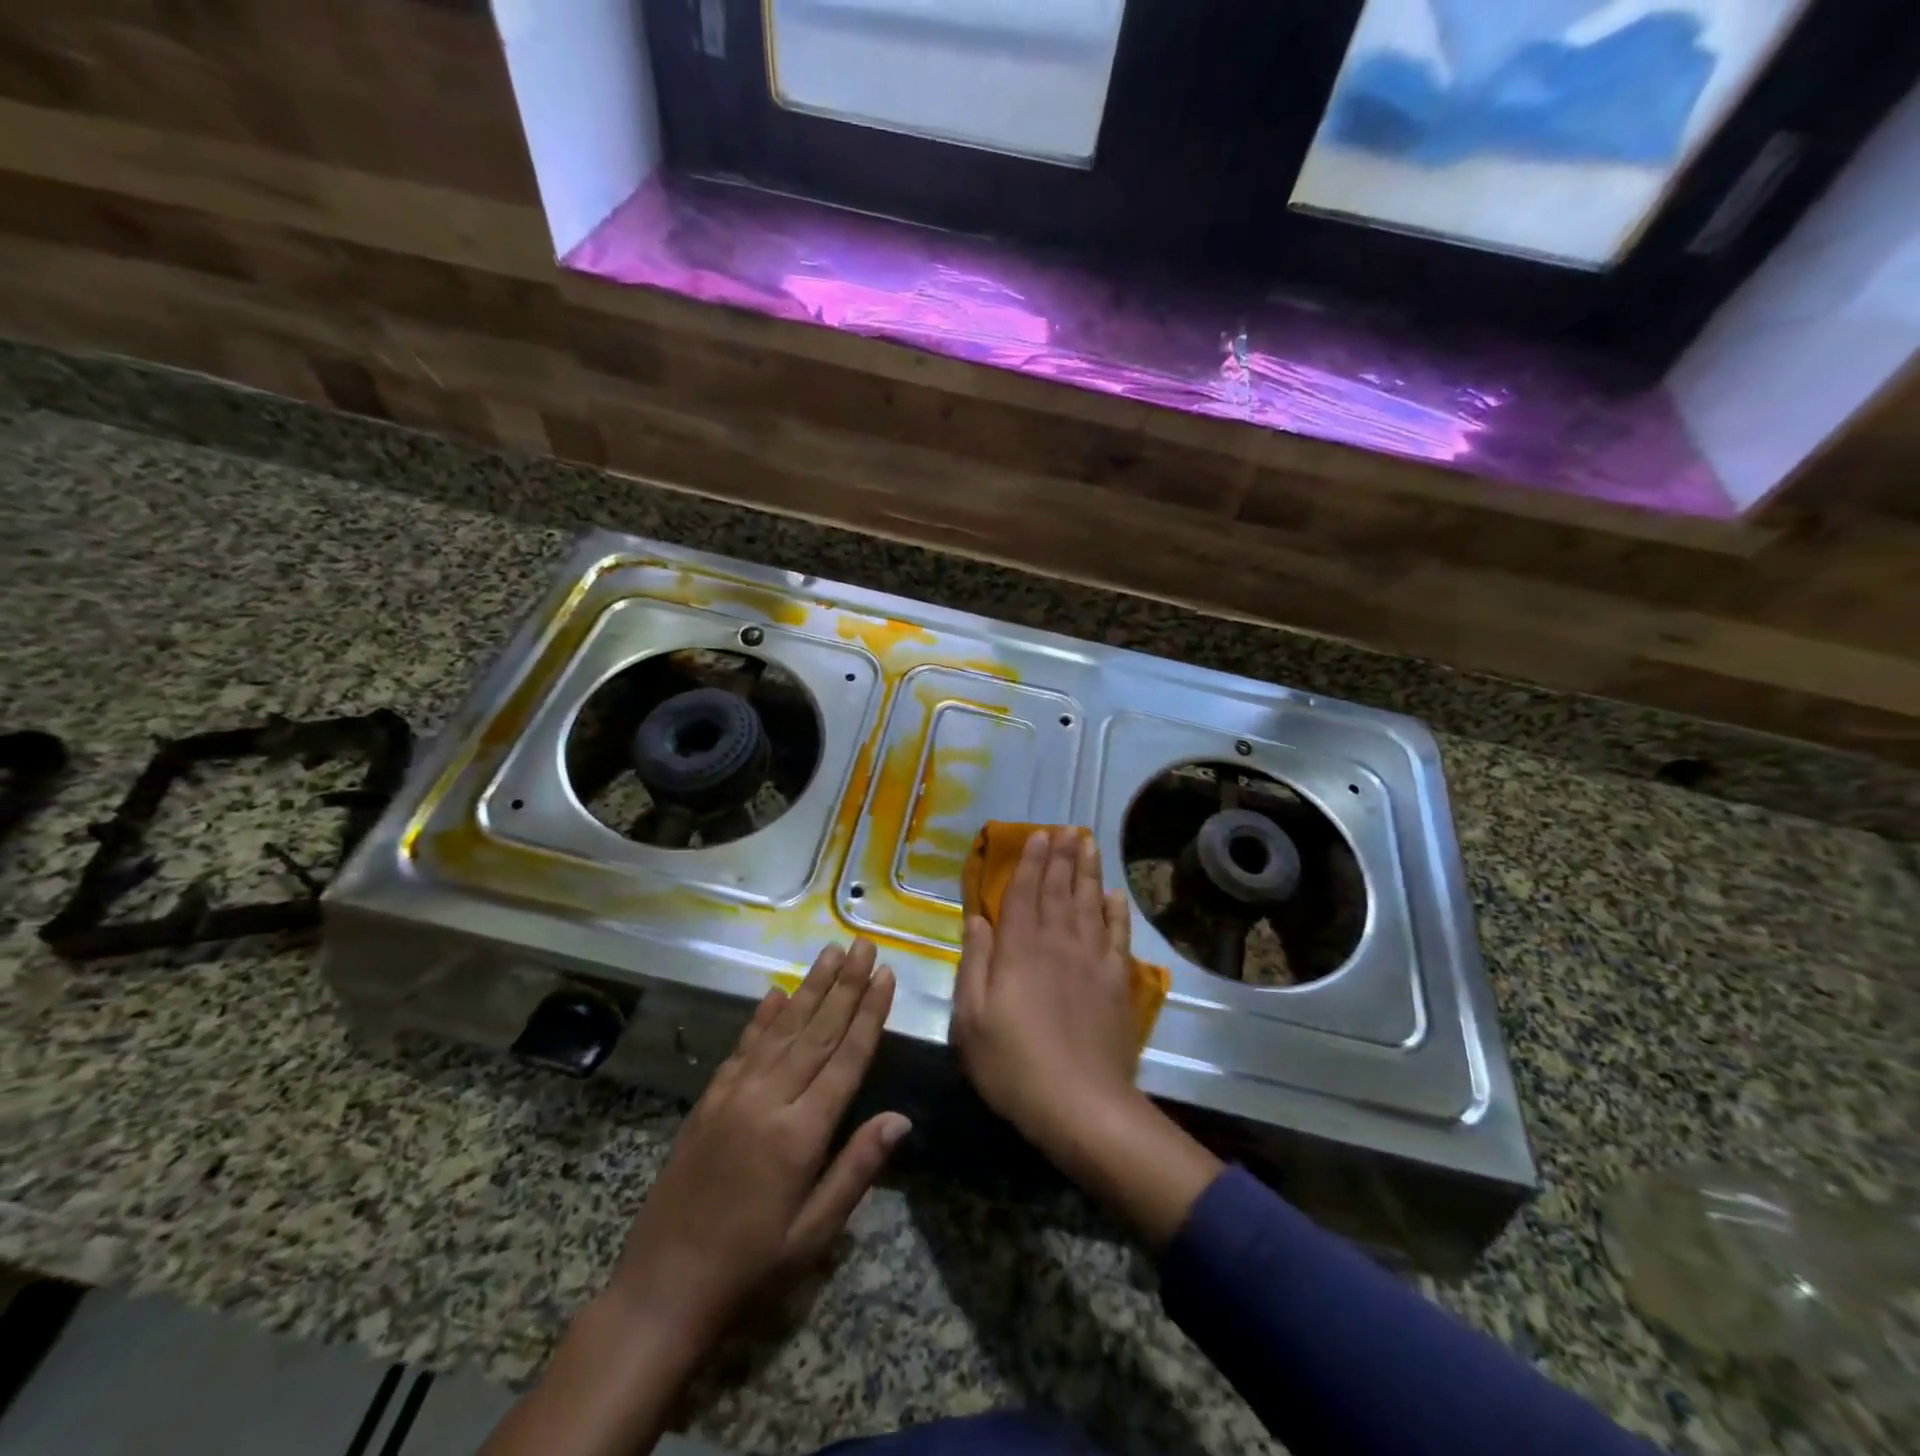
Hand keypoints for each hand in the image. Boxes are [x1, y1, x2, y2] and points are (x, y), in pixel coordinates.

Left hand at [610, 939, 908, 1346]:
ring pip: (781, 1029)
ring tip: (830, 952)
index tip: (885, 975)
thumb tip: (901, 1118)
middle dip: (845, 985)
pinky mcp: (709, 1100)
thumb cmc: (751, 1269)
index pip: (846, 1058)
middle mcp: (768, 1100)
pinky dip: (762, 1017)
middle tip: (863, 945)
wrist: (661, 1290)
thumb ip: (857, 1168)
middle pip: (817, 1031)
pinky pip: (743, 1047)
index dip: (869, 1013)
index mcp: (800, 1134)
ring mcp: (734, 1095)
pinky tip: (776, 992)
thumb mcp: (814, 1233)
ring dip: (809, 988)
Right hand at [952, 827, 1222, 1248]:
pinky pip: (1117, 936)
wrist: (1080, 1104)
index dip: (1031, 863)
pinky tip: (1116, 896)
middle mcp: (1057, 944)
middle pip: (1060, 890)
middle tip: (1067, 828)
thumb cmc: (1013, 1065)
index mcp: (1019, 951)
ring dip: (1089, 872)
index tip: (1038, 835)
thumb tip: (977, 920)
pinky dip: (1116, 912)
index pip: (1024, 894)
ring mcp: (1092, 961)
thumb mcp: (971, 1019)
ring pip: (1090, 904)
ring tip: (1088, 844)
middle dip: (1062, 857)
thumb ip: (974, 964)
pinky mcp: (1117, 982)